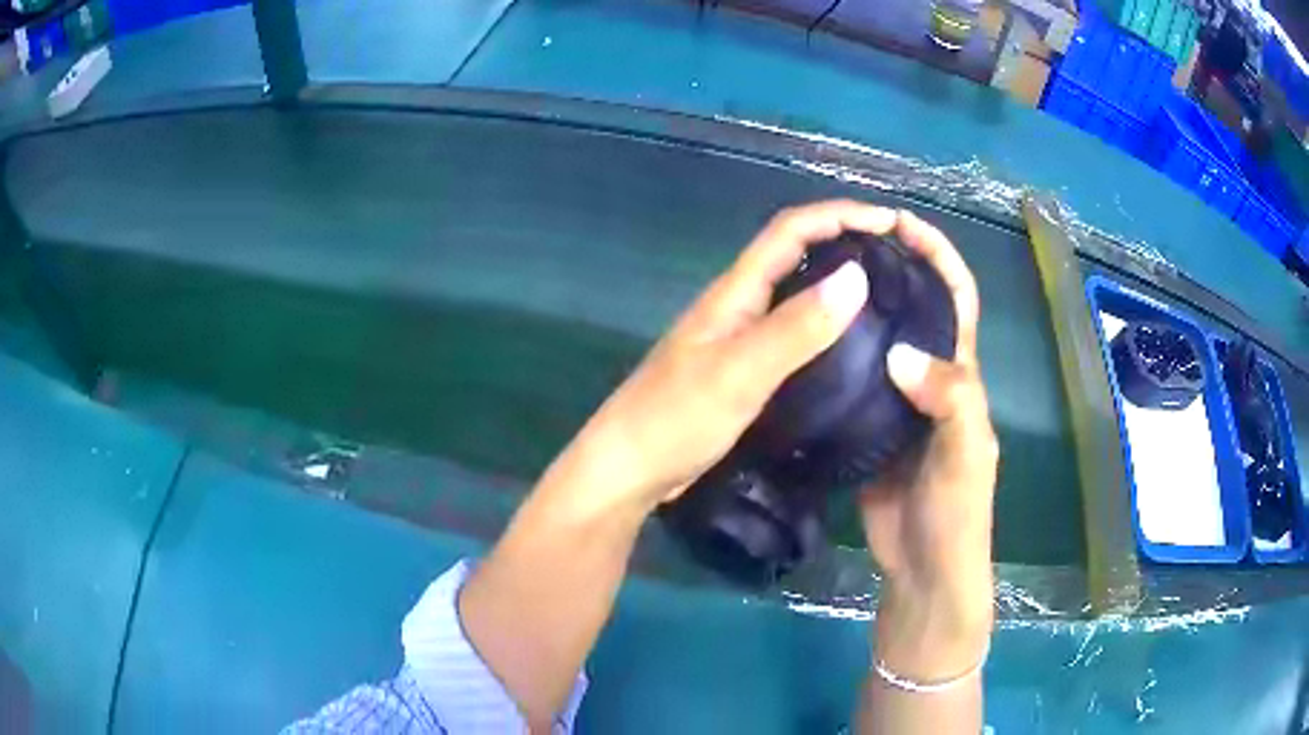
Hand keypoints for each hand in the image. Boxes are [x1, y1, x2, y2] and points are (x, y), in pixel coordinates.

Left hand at [537, 200, 898, 520]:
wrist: (631, 469)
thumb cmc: (676, 418)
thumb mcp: (740, 372)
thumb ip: (796, 328)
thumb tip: (856, 276)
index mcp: (735, 291)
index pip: (791, 230)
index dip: (839, 214)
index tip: (890, 221)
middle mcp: (739, 304)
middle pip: (796, 254)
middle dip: (845, 240)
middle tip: (897, 256)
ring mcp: (740, 337)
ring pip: (796, 293)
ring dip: (839, 283)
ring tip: (888, 294)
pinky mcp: (744, 369)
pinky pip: (793, 333)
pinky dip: (825, 325)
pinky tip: (852, 345)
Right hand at [859, 211, 997, 681]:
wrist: (923, 569)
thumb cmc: (957, 514)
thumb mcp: (966, 456)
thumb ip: (949, 402)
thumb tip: (899, 354)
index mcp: (961, 376)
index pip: (956, 299)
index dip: (938, 257)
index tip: (903, 224)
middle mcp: (932, 379)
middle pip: (916, 310)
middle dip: (893, 269)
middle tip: (846, 243)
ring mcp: (898, 404)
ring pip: (881, 342)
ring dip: (861, 309)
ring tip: (820, 279)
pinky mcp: (870, 429)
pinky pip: (854, 382)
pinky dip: (837, 356)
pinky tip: (808, 342)